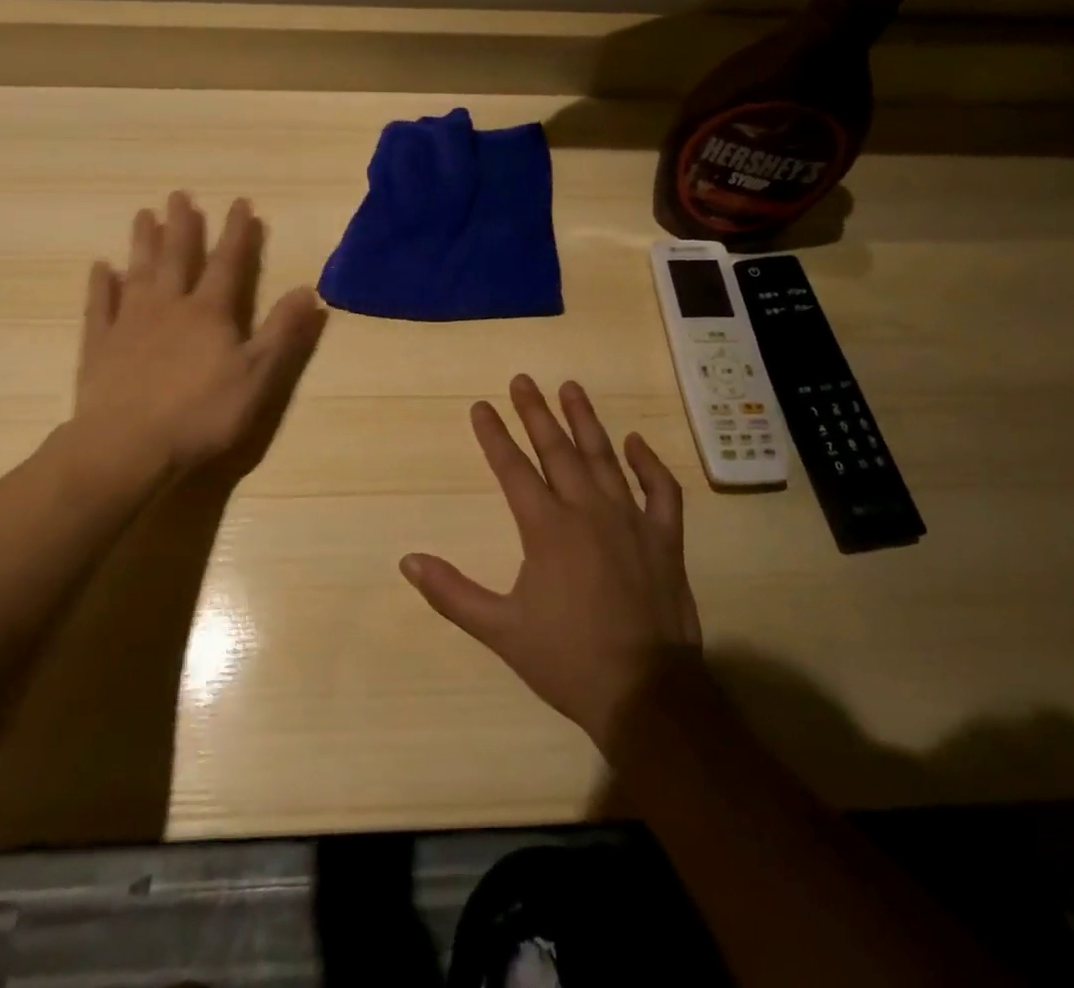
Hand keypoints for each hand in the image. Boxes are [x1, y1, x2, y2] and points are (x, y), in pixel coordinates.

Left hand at [58, 192, 325, 502]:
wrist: (127, 447)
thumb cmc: (202, 414)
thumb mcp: (258, 376)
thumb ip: (282, 332)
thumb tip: (308, 290)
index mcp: (209, 313)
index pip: (228, 263)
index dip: (237, 233)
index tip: (240, 203)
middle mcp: (169, 307)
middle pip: (177, 258)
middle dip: (183, 226)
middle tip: (180, 195)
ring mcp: (130, 324)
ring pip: (138, 273)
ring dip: (142, 243)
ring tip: (144, 214)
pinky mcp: (100, 347)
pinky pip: (100, 307)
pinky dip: (100, 286)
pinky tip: (100, 268)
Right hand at [401, 376, 701, 751]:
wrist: (646, 693)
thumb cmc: (568, 660)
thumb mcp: (500, 631)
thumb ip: (452, 593)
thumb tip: (408, 560)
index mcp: (547, 528)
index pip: (513, 469)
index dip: (494, 436)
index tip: (480, 405)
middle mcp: (588, 511)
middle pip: (557, 450)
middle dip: (536, 412)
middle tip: (523, 379)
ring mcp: (631, 520)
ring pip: (605, 457)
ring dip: (586, 420)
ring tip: (571, 387)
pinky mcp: (665, 538)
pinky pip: (661, 490)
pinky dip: (649, 463)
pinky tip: (635, 442)